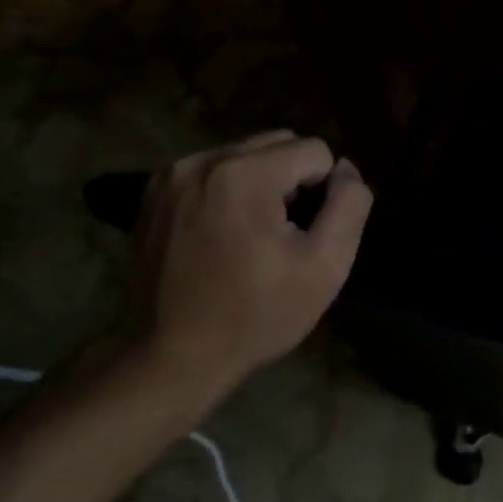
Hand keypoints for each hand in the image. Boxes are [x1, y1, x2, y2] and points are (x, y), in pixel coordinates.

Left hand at [120, 131, 372, 413]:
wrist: (171, 357)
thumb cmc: (257, 315)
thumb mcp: (326, 266)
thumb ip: (349, 205)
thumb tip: (347, 169)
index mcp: (244, 175)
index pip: (315, 151)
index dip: (324, 193)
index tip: (305, 236)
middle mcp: (202, 161)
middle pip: (278, 143)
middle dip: (294, 181)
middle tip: (284, 236)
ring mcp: (170, 176)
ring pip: (245, 155)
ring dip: (263, 184)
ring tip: (254, 237)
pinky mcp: (153, 195)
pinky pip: (213, 172)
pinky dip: (230, 192)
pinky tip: (224, 236)